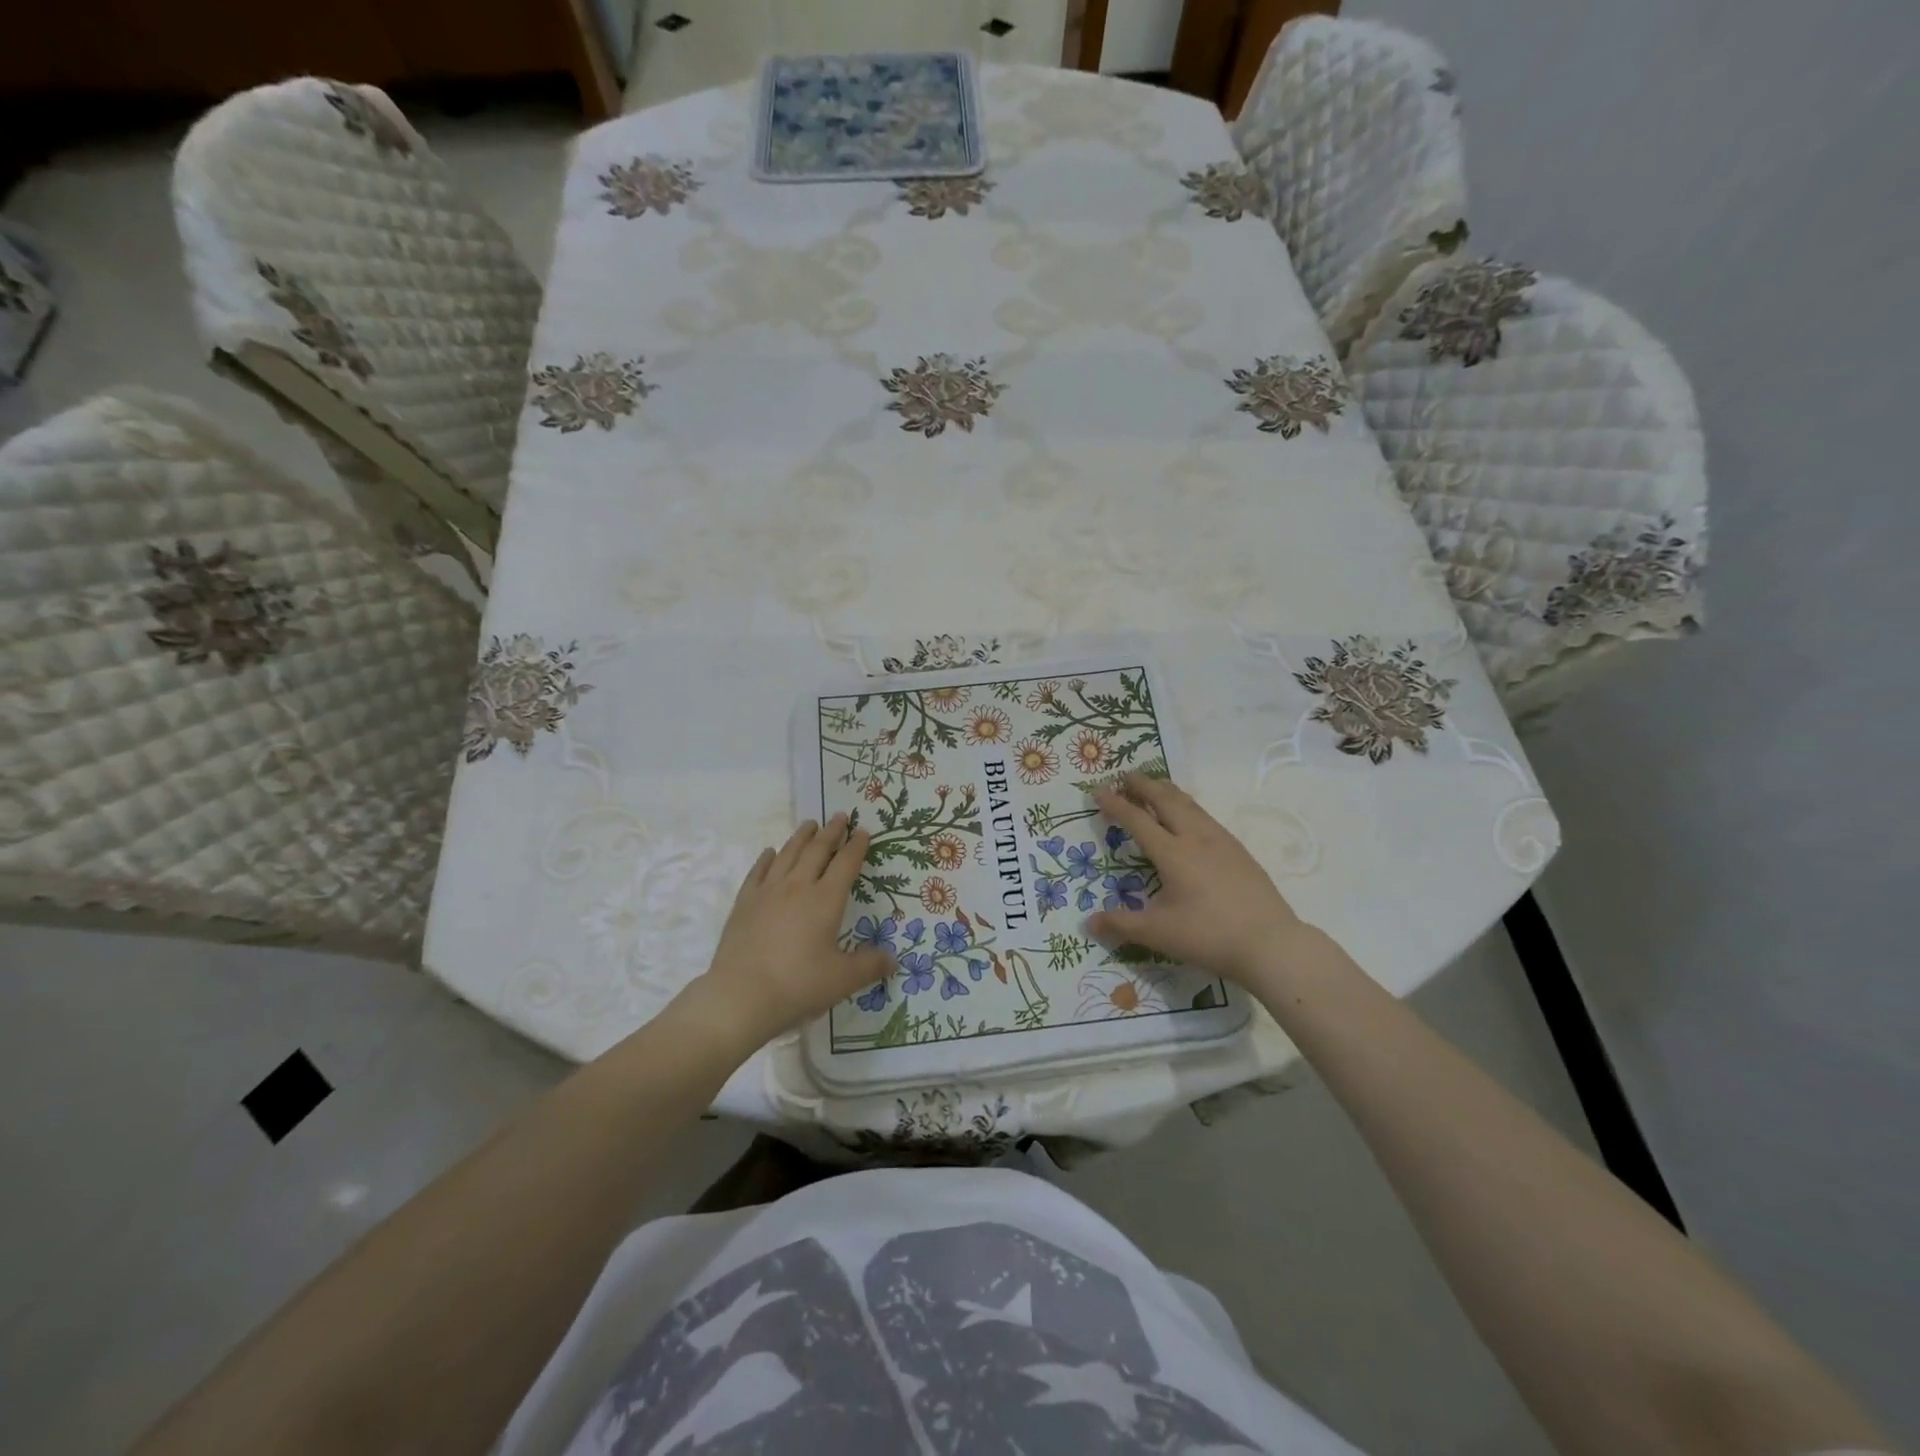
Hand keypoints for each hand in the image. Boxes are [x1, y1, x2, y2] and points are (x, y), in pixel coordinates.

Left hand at [690, 815, 892, 1045]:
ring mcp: (768, 892)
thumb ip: (869, 966)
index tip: (862, 831)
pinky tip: (770, 852)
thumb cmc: (798, 985)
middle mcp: (798, 887)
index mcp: (826, 900)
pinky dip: (767, 858)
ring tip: (809, 824)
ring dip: (801, 837)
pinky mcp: (744, 903)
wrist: (742, 995)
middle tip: (839, 816)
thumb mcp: (842, 979)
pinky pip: (758, 872)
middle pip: (817, 851)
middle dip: (831, 832)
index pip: (846, 864)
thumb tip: (893, 961)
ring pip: (787, 854)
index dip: (856, 846)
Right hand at [1088, 773, 1305, 985]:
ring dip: (1167, 791)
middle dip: (1143, 785)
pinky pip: (1206, 816)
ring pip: (1190, 804)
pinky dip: (1188, 805)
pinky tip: (1190, 816)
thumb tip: (1090, 923)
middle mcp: (1196, 838)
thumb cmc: (1209, 936)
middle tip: (1125, 776)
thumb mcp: (1159, 933)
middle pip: (1166, 800)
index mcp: (1172, 853)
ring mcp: (1222, 841)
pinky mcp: (1239, 851)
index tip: (1098, 790)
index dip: (1116, 804)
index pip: (1137, 820)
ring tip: (1155, 785)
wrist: (1270, 943)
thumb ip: (1122, 925)